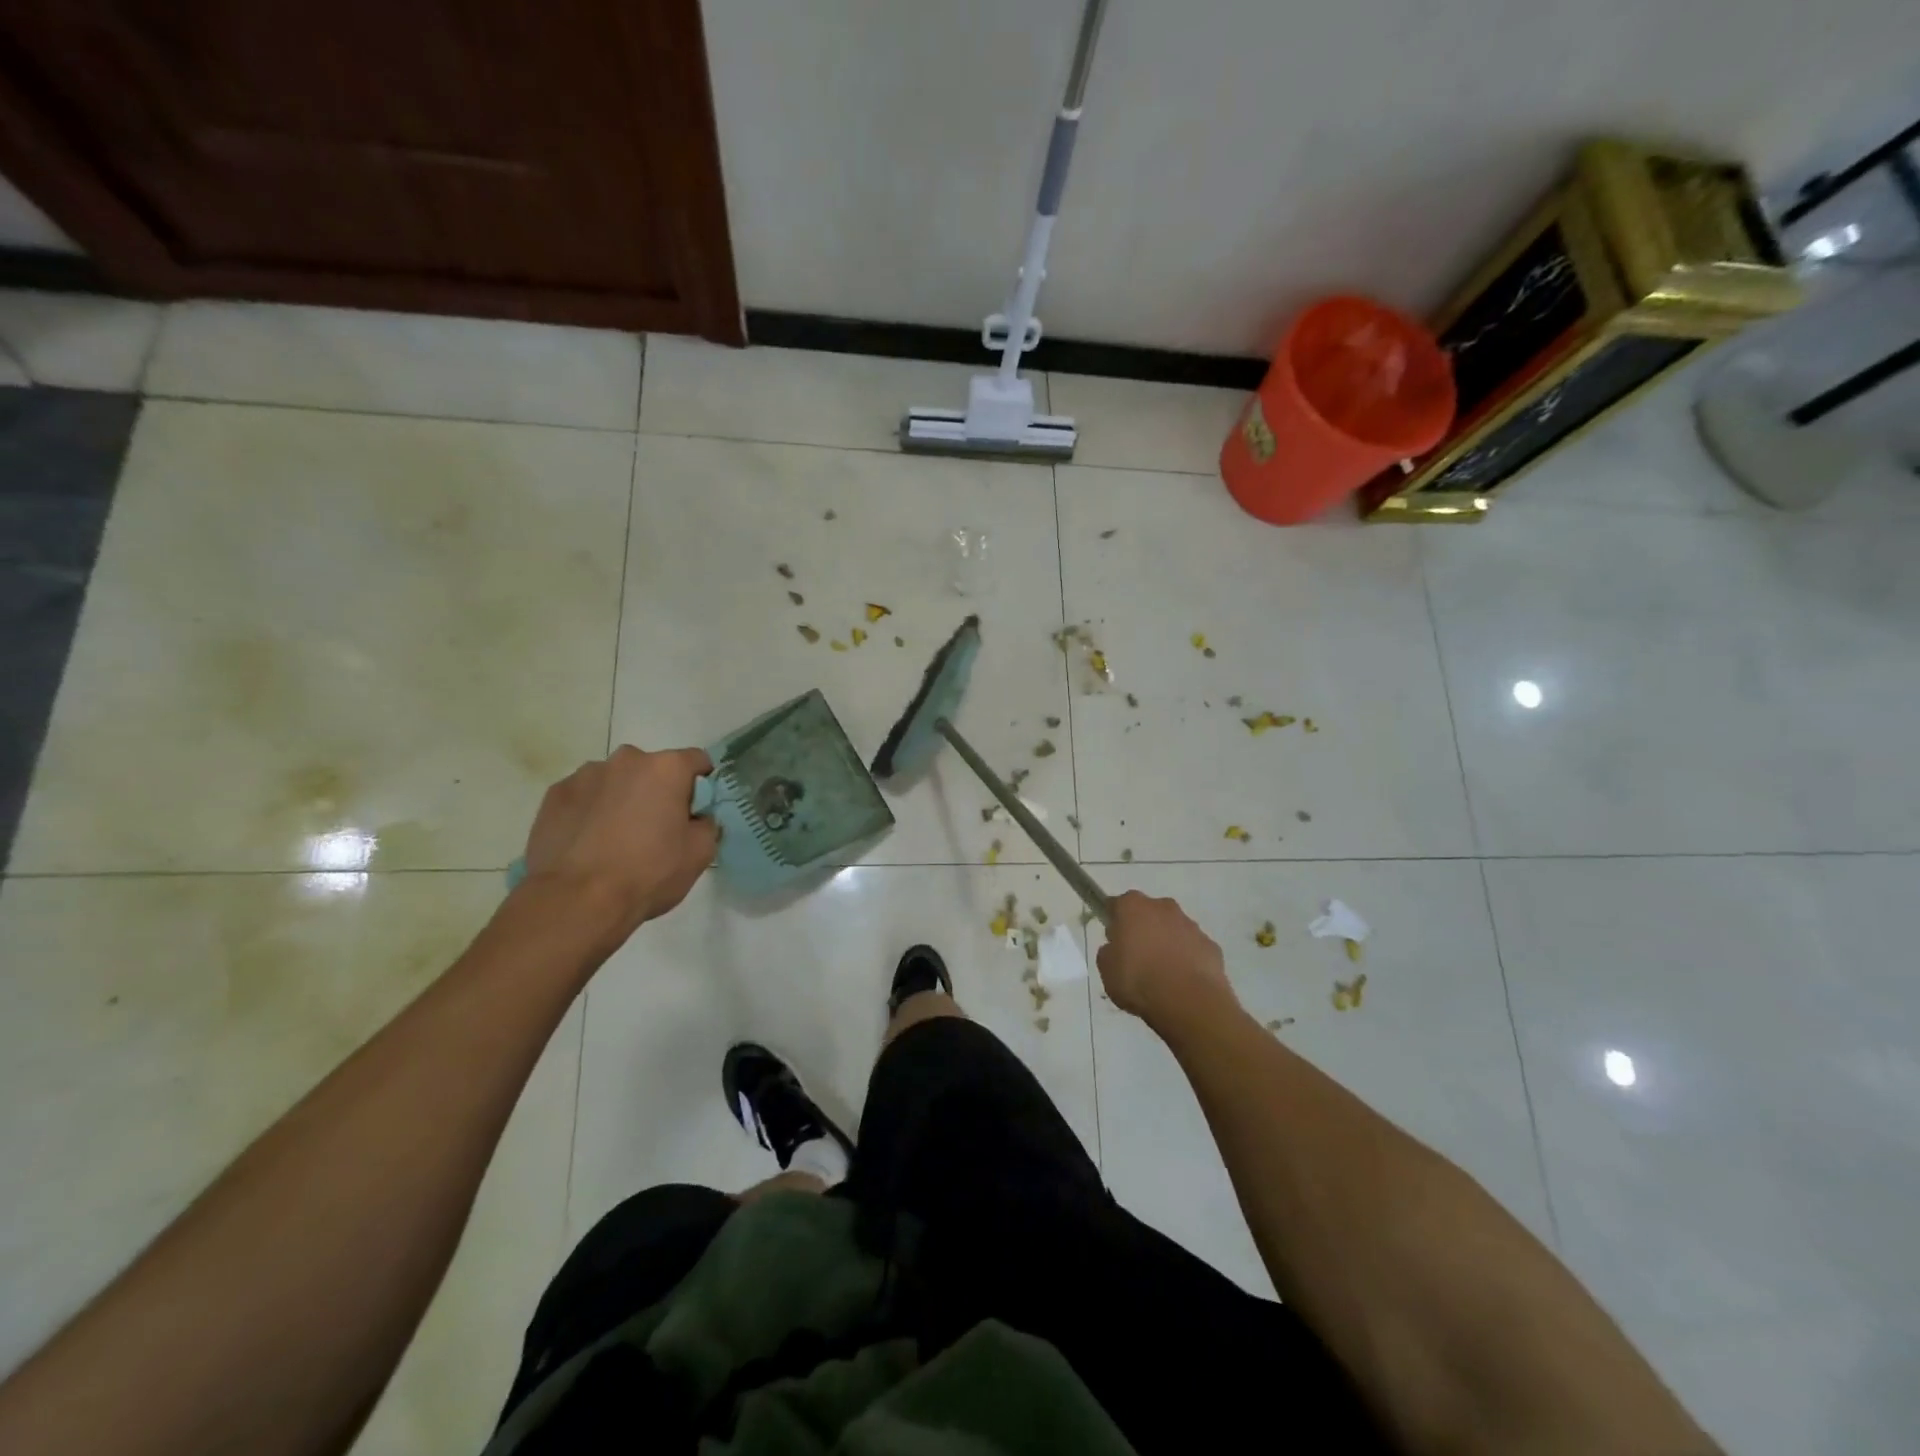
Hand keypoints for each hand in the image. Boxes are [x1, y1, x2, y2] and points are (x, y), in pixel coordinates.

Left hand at [519, 745, 719, 945]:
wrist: (576, 901)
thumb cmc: (648, 873)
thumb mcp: (700, 853)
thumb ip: (706, 824)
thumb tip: (697, 819)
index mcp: (666, 768)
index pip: (697, 760)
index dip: (701, 785)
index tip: (695, 811)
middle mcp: (626, 759)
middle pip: (652, 769)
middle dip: (656, 791)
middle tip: (655, 829)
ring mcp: (585, 775)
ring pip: (615, 781)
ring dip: (621, 799)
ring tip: (614, 839)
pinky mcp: (554, 794)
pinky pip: (583, 796)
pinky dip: (590, 811)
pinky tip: (587, 843)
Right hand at [1096, 891, 1235, 1032]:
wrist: (1188, 1001)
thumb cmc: (1138, 980)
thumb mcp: (1107, 969)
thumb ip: (1108, 952)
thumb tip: (1116, 949)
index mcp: (1132, 906)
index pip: (1117, 905)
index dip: (1113, 922)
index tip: (1113, 940)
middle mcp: (1163, 907)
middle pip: (1148, 913)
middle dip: (1143, 930)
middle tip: (1136, 958)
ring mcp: (1190, 925)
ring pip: (1172, 930)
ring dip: (1166, 944)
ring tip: (1161, 975)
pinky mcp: (1210, 945)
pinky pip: (1193, 948)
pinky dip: (1187, 959)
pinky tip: (1182, 982)